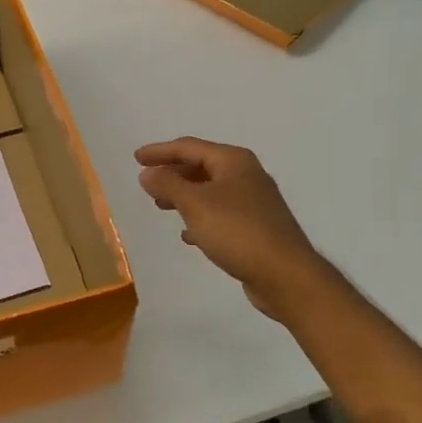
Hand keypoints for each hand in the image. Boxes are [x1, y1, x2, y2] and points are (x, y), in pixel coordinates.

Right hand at [134, 137, 335, 322]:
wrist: (285, 275)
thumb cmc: (237, 231)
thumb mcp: (195, 204)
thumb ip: (168, 185)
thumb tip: (148, 172)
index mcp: (234, 161)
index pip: (189, 147)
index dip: (160, 151)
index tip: (136, 158)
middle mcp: (246, 175)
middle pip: (201, 166)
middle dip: (173, 173)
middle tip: (147, 183)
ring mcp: (254, 202)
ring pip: (210, 191)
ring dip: (184, 196)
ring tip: (161, 206)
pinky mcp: (257, 228)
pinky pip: (221, 214)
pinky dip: (201, 218)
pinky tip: (189, 235)